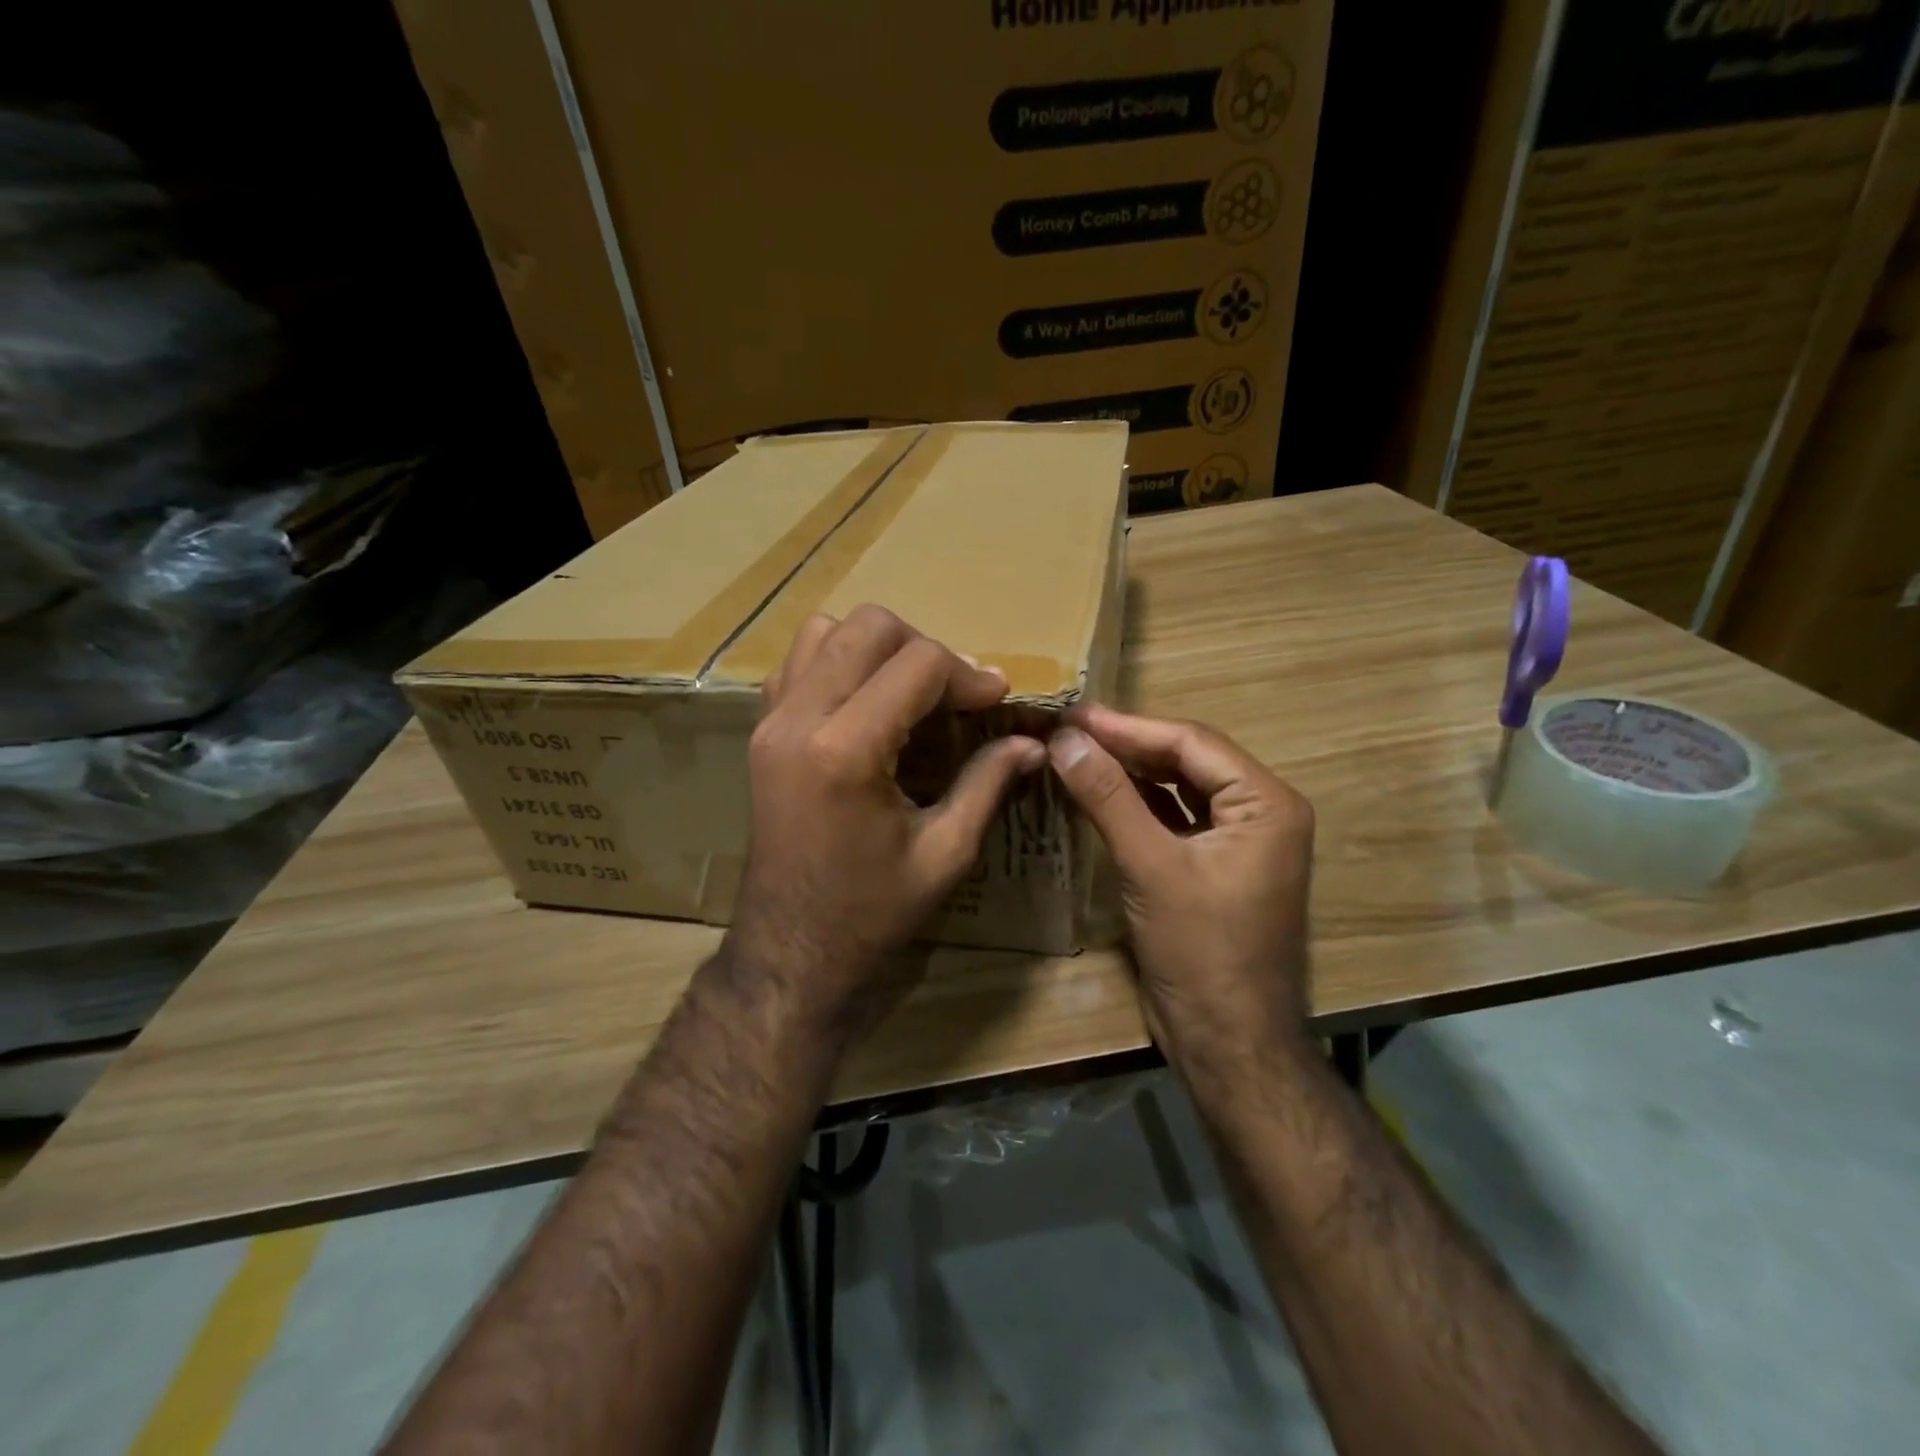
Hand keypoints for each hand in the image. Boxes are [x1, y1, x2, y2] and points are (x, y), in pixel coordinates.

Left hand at [733, 605, 1046, 1033]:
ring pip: (825, 631)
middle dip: (925, 648)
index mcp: (846, 750)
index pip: (918, 663)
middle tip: (955, 694)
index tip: (997, 700)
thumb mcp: (944, 853)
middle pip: (869, 626)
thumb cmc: (872, 912)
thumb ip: (988, 783)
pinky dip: (839, 663)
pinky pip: (798, 662)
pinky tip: (867, 704)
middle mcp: (799, 719)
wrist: (790, 949)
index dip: (969, 674)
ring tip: (910, 693)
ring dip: (878, 648)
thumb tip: (1033, 743)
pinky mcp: (760, 732)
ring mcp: (770, 721)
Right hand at [1047, 705, 1315, 1069]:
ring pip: (1176, 789)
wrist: (1227, 1042)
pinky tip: (1095, 794)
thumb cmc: (1201, 951)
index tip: (1073, 715)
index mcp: (1266, 804)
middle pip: (1186, 761)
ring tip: (1074, 754)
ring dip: (1128, 773)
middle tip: (1067, 731)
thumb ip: (1109, 797)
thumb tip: (1065, 739)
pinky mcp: (1211, 867)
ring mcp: (1237, 842)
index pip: (1192, 743)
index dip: (1128, 727)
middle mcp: (1259, 813)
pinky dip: (1134, 806)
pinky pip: (1171, 820)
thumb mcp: (1151, 866)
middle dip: (1126, 746)